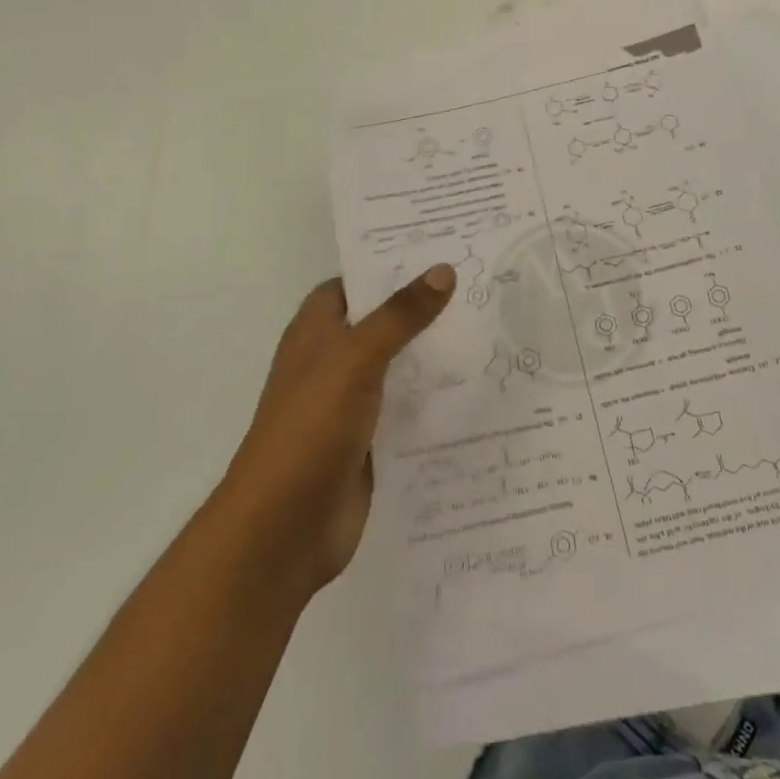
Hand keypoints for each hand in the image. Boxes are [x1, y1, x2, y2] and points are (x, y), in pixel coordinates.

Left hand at [221, 266, 455, 598]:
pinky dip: (438, 400)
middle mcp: (334, 361)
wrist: (284, 528)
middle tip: (483, 285)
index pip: (357, 282)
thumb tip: (443, 270)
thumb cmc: (311, 427)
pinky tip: (481, 388)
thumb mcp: (356, 358)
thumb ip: (400, 315)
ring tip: (495, 328)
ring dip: (438, 354)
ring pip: (402, 366)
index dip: (392, 264)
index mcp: (317, 331)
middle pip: (385, 322)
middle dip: (426, 308)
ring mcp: (353, 403)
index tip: (443, 250)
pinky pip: (411, 409)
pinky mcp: (372, 442)